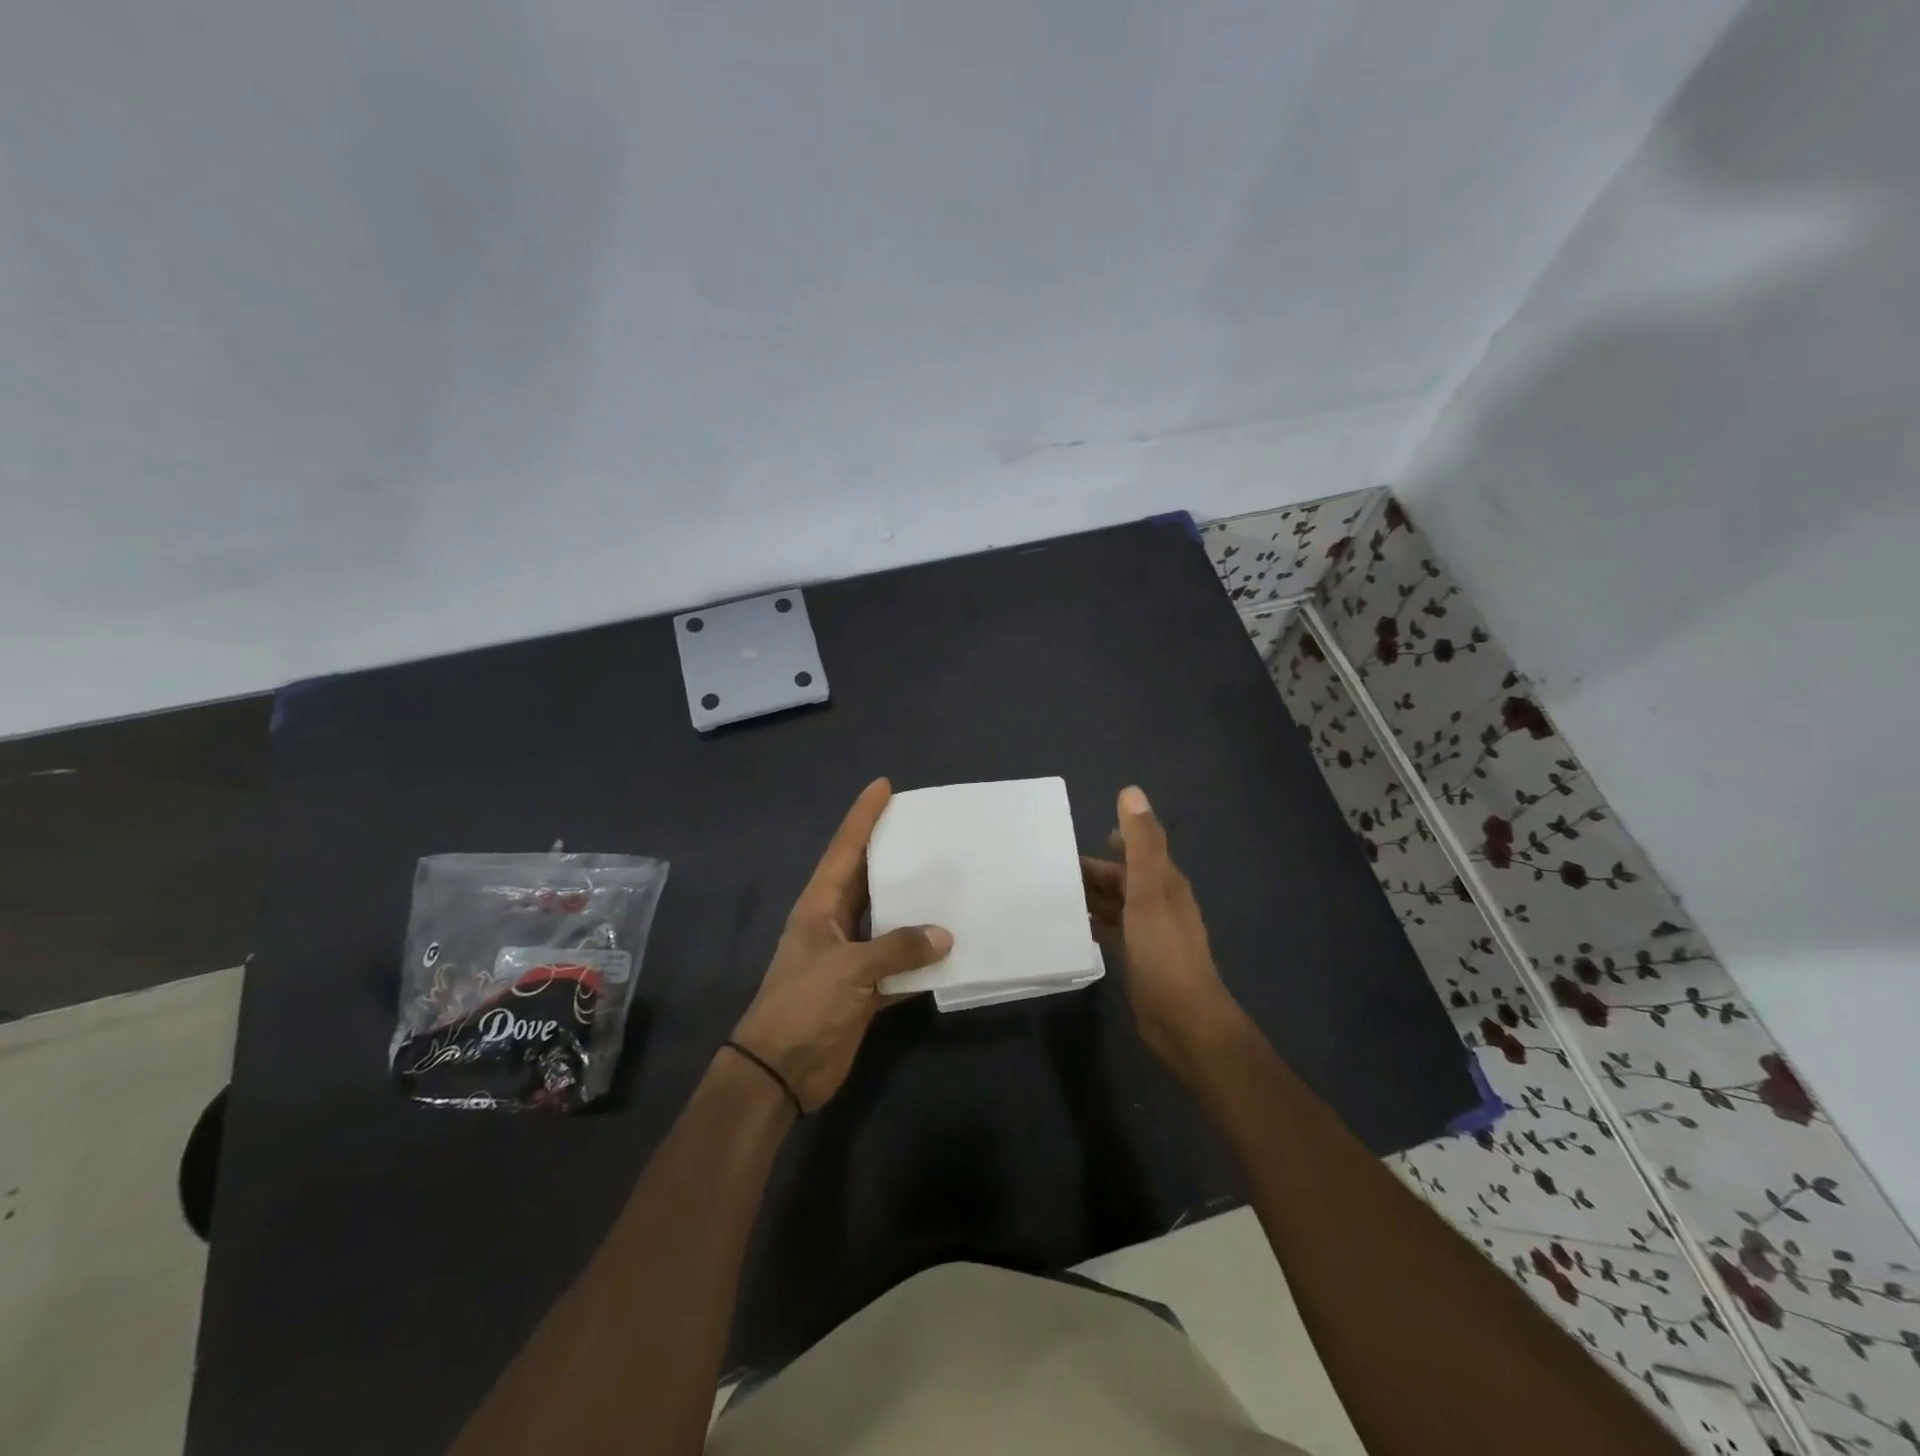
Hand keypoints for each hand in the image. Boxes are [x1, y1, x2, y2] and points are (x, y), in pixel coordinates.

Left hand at [732, 779, 952, 1111]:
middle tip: (930, 830)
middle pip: (869, 880)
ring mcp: (851, 958)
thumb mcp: (848, 969)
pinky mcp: (865, 990)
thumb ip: (897, 949)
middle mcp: (836, 924)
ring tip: (952, 882)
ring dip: (915, 909)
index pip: (845, 850)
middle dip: (895, 855)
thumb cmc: (803, 1005)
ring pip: (889, 922)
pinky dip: (922, 961)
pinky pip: (900, 966)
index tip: (884, 786)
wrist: (781, 1071)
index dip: (863, 817)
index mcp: (820, 906)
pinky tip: (952, 950)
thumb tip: (945, 935)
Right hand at [1081, 786, 1242, 1077]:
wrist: (1183, 1019)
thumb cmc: (1164, 950)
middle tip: (1053, 869)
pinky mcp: (1138, 959)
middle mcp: (1159, 904)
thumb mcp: (1150, 890)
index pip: (1138, 851)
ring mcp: (1149, 934)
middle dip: (1094, 871)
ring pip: (1116, 905)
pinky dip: (1094, 923)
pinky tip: (1072, 926)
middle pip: (1123, 878)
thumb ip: (1141, 842)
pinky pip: (1112, 931)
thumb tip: (1131, 791)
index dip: (1116, 839)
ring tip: (1055, 894)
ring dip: (1091, 896)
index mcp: (1165, 883)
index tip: (1082, 834)